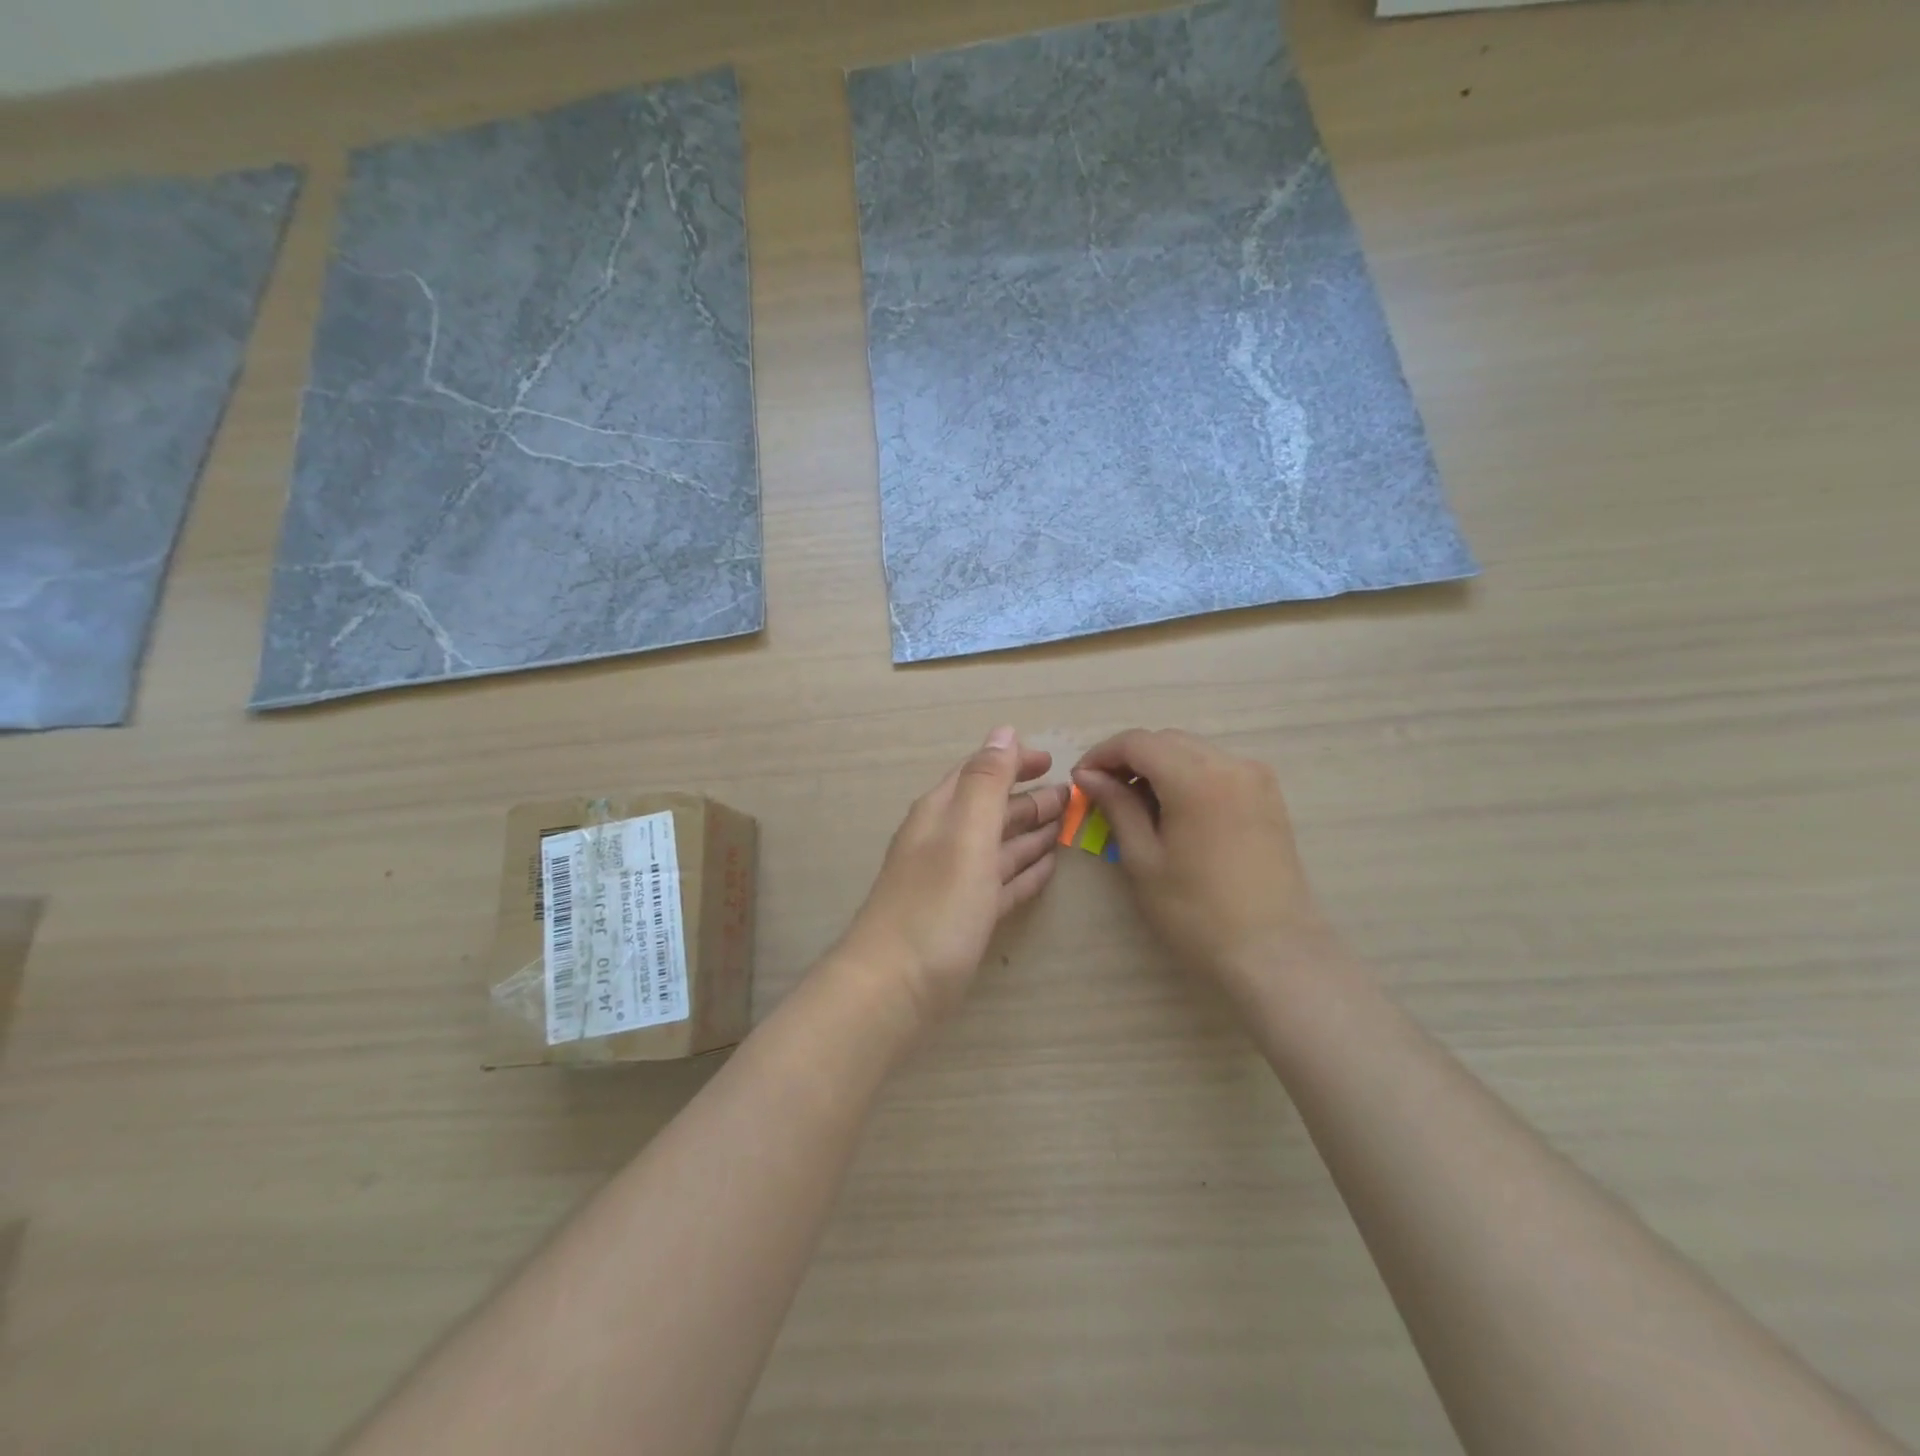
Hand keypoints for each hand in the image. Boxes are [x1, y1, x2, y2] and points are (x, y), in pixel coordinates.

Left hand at [839, 727, 1065, 1026]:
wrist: (893, 989)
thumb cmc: (934, 905)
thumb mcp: (965, 835)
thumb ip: (986, 783)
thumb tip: (1003, 732)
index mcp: (941, 814)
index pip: (979, 773)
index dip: (1013, 762)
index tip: (1053, 761)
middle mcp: (944, 841)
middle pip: (991, 811)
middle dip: (1029, 800)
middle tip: (1072, 798)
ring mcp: (953, 882)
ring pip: (998, 847)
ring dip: (1030, 834)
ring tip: (1065, 828)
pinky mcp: (963, 918)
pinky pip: (1000, 884)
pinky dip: (1023, 873)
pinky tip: (1046, 870)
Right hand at [1073, 729, 1334, 993]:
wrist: (1273, 951)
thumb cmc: (1197, 912)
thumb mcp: (1143, 859)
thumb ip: (1116, 806)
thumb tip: (1088, 776)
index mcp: (1195, 778)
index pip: (1137, 742)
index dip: (1102, 754)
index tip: (1081, 780)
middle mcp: (1229, 763)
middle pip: (1166, 740)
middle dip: (1129, 758)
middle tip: (1103, 792)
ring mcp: (1255, 777)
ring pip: (1192, 750)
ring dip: (1158, 765)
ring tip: (1135, 804)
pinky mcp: (1268, 795)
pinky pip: (1217, 767)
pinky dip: (1187, 775)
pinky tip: (1173, 809)